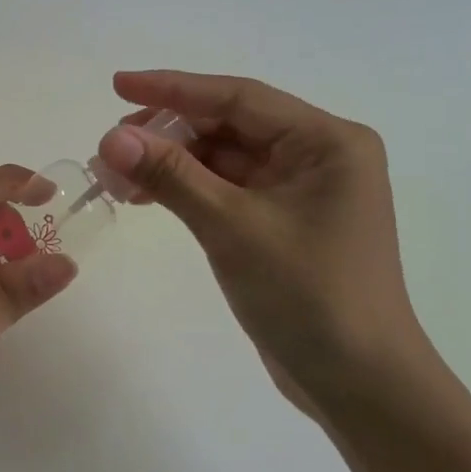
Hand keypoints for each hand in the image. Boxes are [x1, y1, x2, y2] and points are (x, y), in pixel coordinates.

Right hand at [96, 70, 435, 419]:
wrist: (361, 387)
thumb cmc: (308, 297)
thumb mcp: (233, 228)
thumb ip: (172, 176)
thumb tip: (111, 137)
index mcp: (326, 142)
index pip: (238, 98)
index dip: (174, 88)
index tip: (117, 85)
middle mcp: (319, 155)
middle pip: (229, 125)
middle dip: (168, 132)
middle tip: (110, 146)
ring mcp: (302, 190)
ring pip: (224, 158)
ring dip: (172, 163)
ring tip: (116, 175)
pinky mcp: (284, 221)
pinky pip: (228, 188)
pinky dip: (188, 189)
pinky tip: (146, 196)